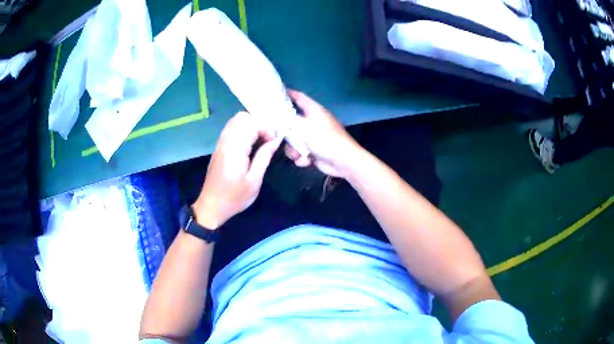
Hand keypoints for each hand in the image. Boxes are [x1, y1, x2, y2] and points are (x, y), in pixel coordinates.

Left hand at [192, 111, 281, 228]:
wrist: (212, 206)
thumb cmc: (234, 198)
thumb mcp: (254, 181)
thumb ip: (264, 157)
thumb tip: (276, 139)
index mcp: (234, 149)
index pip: (251, 124)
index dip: (267, 128)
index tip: (275, 141)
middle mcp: (226, 141)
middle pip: (242, 117)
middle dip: (260, 123)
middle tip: (269, 139)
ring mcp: (221, 143)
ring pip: (236, 120)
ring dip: (252, 126)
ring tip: (262, 140)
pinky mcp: (219, 147)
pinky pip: (232, 128)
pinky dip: (244, 129)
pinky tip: (251, 143)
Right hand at [285, 90, 362, 177]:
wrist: (343, 162)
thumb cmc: (327, 141)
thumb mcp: (305, 128)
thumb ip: (290, 121)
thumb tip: (280, 117)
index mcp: (314, 111)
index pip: (300, 98)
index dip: (289, 94)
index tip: (277, 92)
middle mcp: (312, 122)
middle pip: (292, 123)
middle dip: (286, 133)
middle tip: (279, 137)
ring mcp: (313, 137)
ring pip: (293, 141)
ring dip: (294, 150)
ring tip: (300, 155)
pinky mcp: (313, 151)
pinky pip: (299, 152)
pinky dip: (302, 158)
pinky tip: (307, 161)